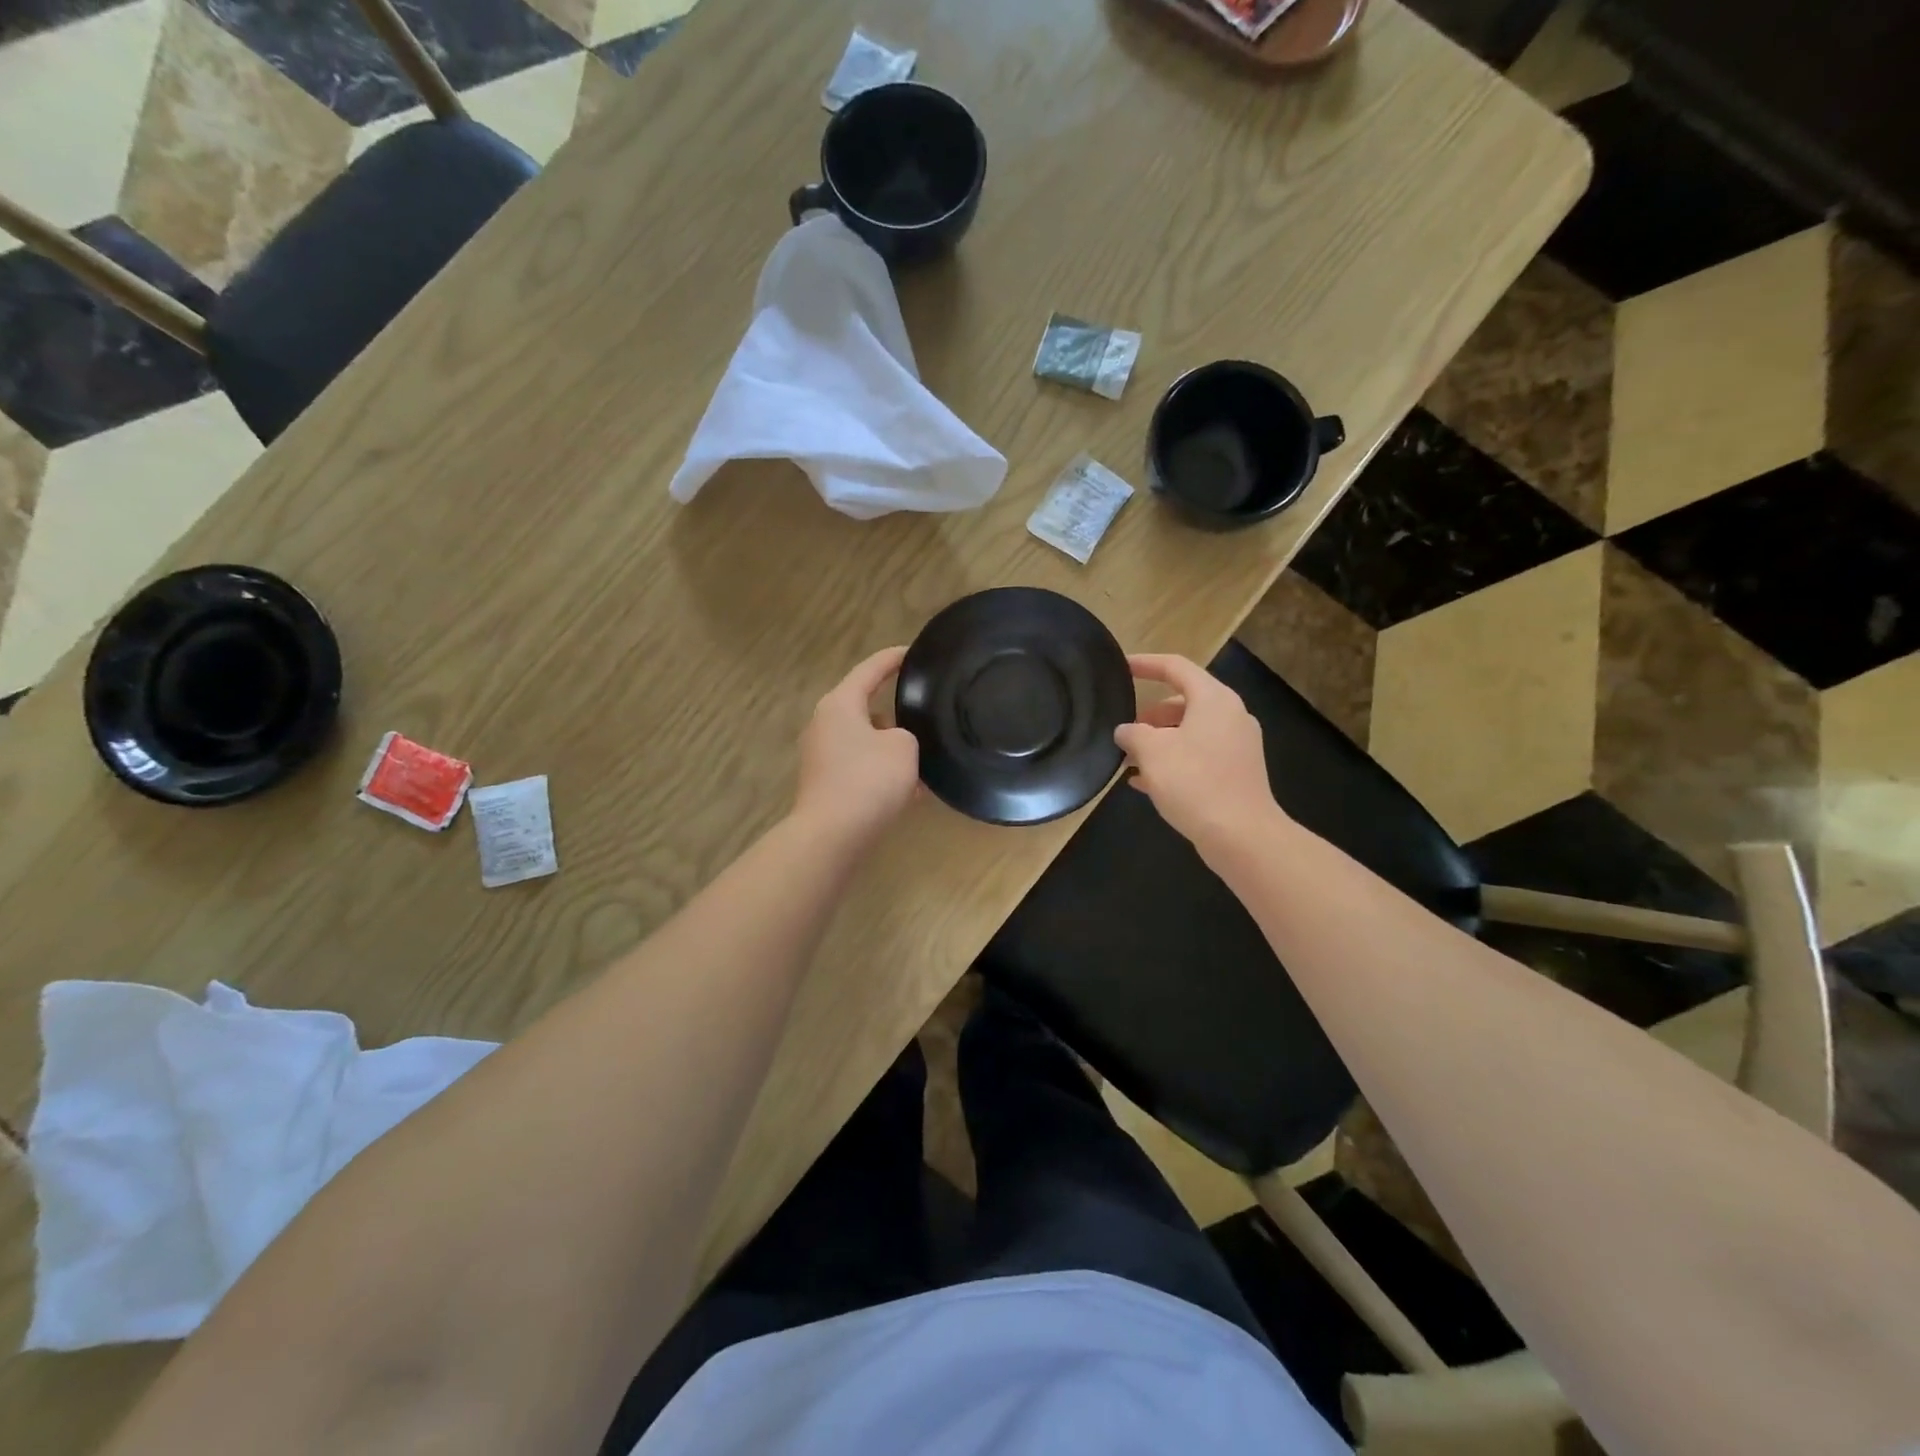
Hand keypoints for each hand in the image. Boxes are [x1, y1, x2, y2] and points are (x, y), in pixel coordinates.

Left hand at [794, 646, 919, 845]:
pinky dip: (882, 773)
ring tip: (924, 759)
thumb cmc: (869, 780)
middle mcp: (824, 724)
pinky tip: (910, 791)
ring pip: (865, 741)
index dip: (893, 658)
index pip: (870, 669)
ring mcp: (821, 756)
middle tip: (925, 711)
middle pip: (865, 707)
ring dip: (891, 748)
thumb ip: (906, 734)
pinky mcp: (825, 784)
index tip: (913, 651)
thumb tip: (895, 742)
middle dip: (895, 712)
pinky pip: (860, 768)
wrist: (833, 835)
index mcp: (840, 704)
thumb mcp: (904, 747)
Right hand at [1114, 654, 1282, 856]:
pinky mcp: (1237, 773)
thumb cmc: (1195, 782)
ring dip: (1159, 742)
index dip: (1145, 664)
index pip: (1175, 667)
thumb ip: (1132, 733)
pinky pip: (1199, 756)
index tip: (1121, 667)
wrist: (1241, 835)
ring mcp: (1237, 745)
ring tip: (1129, 761)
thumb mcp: (1152, 752)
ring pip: (1190, 732)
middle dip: (1150, 715)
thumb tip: (1125, 730)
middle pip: (1184, 702)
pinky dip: (1174, 761)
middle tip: (1125, 730)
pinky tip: (1145, 783)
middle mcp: (1231, 716)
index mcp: (1214, 699)